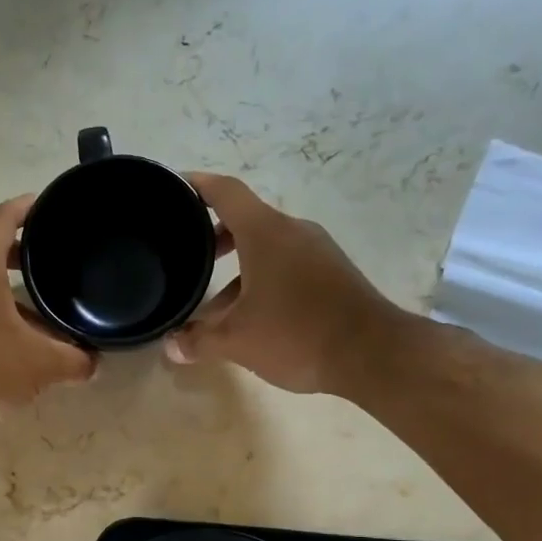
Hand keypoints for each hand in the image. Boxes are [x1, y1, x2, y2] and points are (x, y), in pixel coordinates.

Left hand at [0, 195, 96, 434]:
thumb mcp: (40, 364)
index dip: (27, 206)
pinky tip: (23, 342)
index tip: (51, 205)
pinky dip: (0, 315)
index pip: (2, 218)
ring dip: (13, 290)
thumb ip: (75, 360)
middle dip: (24, 251)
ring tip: (48, 305)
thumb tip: (94, 362)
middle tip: (56, 256)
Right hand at [164, 173, 398, 394]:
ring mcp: (317, 252)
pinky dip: (262, 281)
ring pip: (267, 249)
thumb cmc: (296, 334)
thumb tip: (170, 346)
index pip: (225, 192)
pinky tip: (252, 318)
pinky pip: (287, 266)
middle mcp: (293, 232)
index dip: (196, 186)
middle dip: (214, 237)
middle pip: (246, 221)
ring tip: (213, 306)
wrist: (372, 354)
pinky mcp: (333, 274)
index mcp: (265, 232)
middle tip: (188, 257)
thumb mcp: (237, 341)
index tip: (173, 188)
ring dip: (237, 270)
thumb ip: (199, 340)